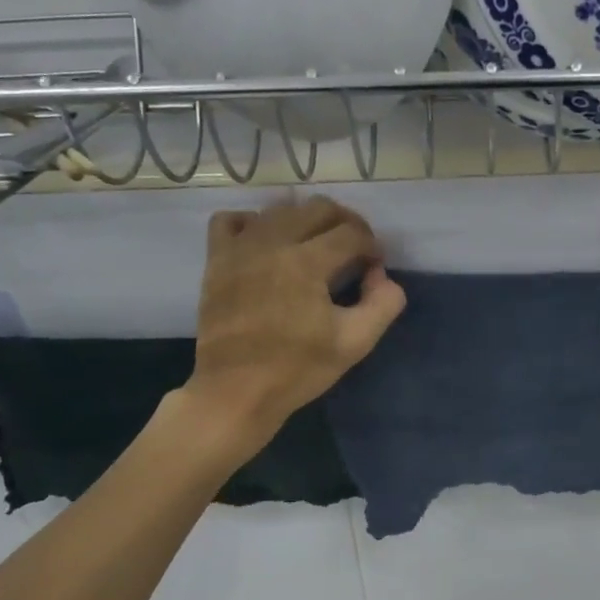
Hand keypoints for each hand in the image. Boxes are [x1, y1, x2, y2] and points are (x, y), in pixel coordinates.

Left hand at [180, 196, 405, 452]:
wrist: (236, 391)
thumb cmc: (298, 369)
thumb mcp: (356, 343)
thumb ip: (383, 303)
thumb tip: (381, 275)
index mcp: (307, 262)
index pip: (352, 233)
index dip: (372, 246)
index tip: (374, 267)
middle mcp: (272, 242)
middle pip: (319, 208)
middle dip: (346, 223)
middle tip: (354, 251)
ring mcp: (239, 248)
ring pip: (279, 209)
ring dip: (306, 221)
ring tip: (316, 247)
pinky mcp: (216, 260)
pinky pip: (231, 220)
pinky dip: (254, 223)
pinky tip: (267, 244)